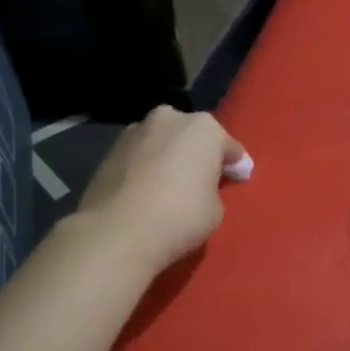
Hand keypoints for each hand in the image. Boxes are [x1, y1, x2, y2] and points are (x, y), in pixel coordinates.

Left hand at [73, 106, 246, 277]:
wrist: (117, 232)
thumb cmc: (180, 217)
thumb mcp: (215, 209)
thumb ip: (212, 189)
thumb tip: (200, 185)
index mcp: (203, 128)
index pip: (228, 146)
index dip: (236, 165)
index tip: (240, 178)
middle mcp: (169, 119)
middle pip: (191, 136)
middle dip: (198, 153)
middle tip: (203, 178)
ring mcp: (135, 131)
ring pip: (162, 142)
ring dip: (169, 157)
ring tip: (170, 184)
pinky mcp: (110, 150)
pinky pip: (140, 156)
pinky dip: (146, 167)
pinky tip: (147, 189)